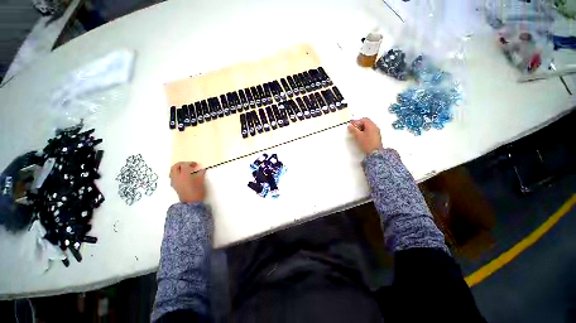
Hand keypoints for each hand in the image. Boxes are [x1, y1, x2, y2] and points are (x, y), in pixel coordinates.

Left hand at [169, 162, 205, 202]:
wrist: (190, 203)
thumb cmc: (197, 192)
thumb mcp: (201, 182)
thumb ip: (201, 174)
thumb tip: (202, 170)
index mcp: (184, 175)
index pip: (185, 165)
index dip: (190, 163)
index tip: (196, 165)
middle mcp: (177, 177)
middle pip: (175, 166)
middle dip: (182, 164)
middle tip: (189, 165)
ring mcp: (174, 181)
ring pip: (172, 171)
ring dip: (178, 168)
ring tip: (185, 170)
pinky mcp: (174, 185)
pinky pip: (173, 176)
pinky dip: (177, 173)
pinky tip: (183, 176)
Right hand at [348, 118, 382, 153]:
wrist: (375, 152)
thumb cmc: (366, 143)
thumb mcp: (358, 136)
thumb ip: (353, 130)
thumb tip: (350, 126)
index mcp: (371, 125)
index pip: (364, 119)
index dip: (356, 120)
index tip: (351, 123)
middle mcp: (375, 127)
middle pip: (367, 122)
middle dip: (359, 124)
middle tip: (353, 127)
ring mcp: (376, 132)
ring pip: (368, 126)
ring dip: (362, 127)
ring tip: (356, 132)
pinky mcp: (376, 136)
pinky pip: (370, 130)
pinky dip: (365, 131)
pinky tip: (361, 135)